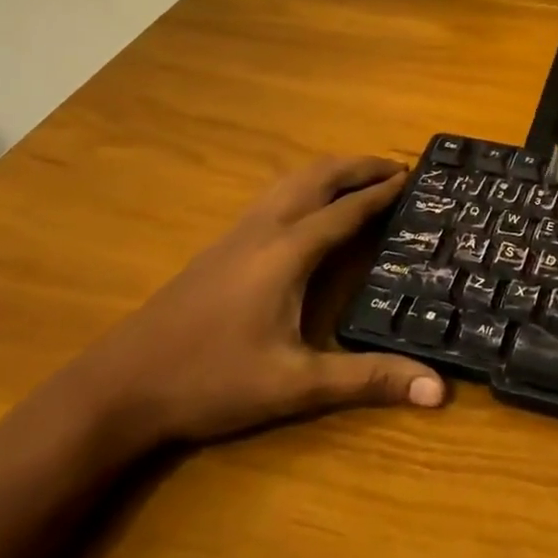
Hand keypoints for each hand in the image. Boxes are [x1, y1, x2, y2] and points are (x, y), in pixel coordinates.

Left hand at [60, 156, 443, 450]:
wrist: (120, 386)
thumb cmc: (212, 381)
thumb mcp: (296, 385)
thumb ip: (368, 380)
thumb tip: (438, 390)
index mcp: (288, 251)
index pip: (347, 210)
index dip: (382, 192)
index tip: (414, 176)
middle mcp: (265, 229)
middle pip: (318, 177)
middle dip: (359, 166)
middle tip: (396, 166)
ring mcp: (237, 233)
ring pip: (291, 181)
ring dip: (331, 171)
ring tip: (361, 176)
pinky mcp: (219, 246)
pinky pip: (274, 195)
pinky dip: (305, 185)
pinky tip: (306, 207)